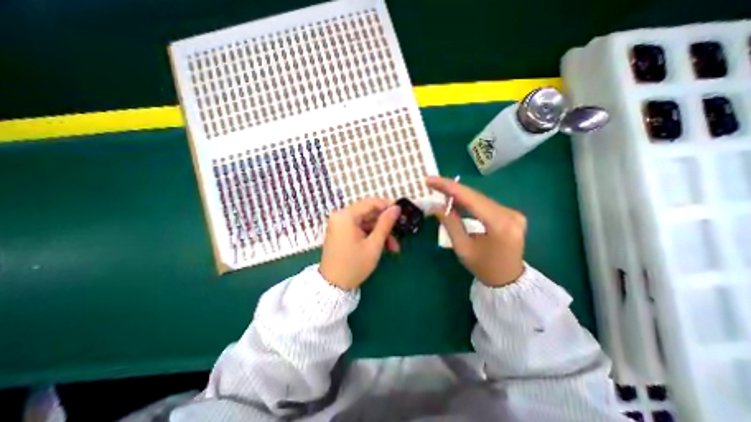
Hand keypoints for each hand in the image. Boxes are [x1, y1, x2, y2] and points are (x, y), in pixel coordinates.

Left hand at [317, 197, 400, 289]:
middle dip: (385, 225)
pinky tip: (383, 247)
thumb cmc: (354, 265)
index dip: (387, 205)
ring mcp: (340, 224)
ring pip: (366, 223)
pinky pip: (360, 229)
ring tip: (394, 248)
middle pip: (368, 213)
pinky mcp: (341, 232)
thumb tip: (396, 208)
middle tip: (400, 233)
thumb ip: (385, 224)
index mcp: (346, 216)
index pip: (370, 202)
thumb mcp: (374, 245)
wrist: (333, 286)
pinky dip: (371, 236)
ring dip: (380, 233)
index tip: (401, 211)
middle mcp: (340, 216)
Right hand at [425, 174, 522, 285]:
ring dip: (459, 194)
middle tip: (432, 183)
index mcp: (500, 225)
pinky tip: (456, 200)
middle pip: (476, 196)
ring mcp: (513, 213)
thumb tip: (436, 205)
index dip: (449, 187)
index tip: (431, 180)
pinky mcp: (511, 214)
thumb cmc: (483, 267)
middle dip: (452, 189)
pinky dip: (469, 201)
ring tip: (440, 190)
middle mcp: (511, 214)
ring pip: (480, 198)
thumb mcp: (462, 247)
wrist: (508, 280)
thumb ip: (450, 223)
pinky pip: (485, 203)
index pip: (471, 199)